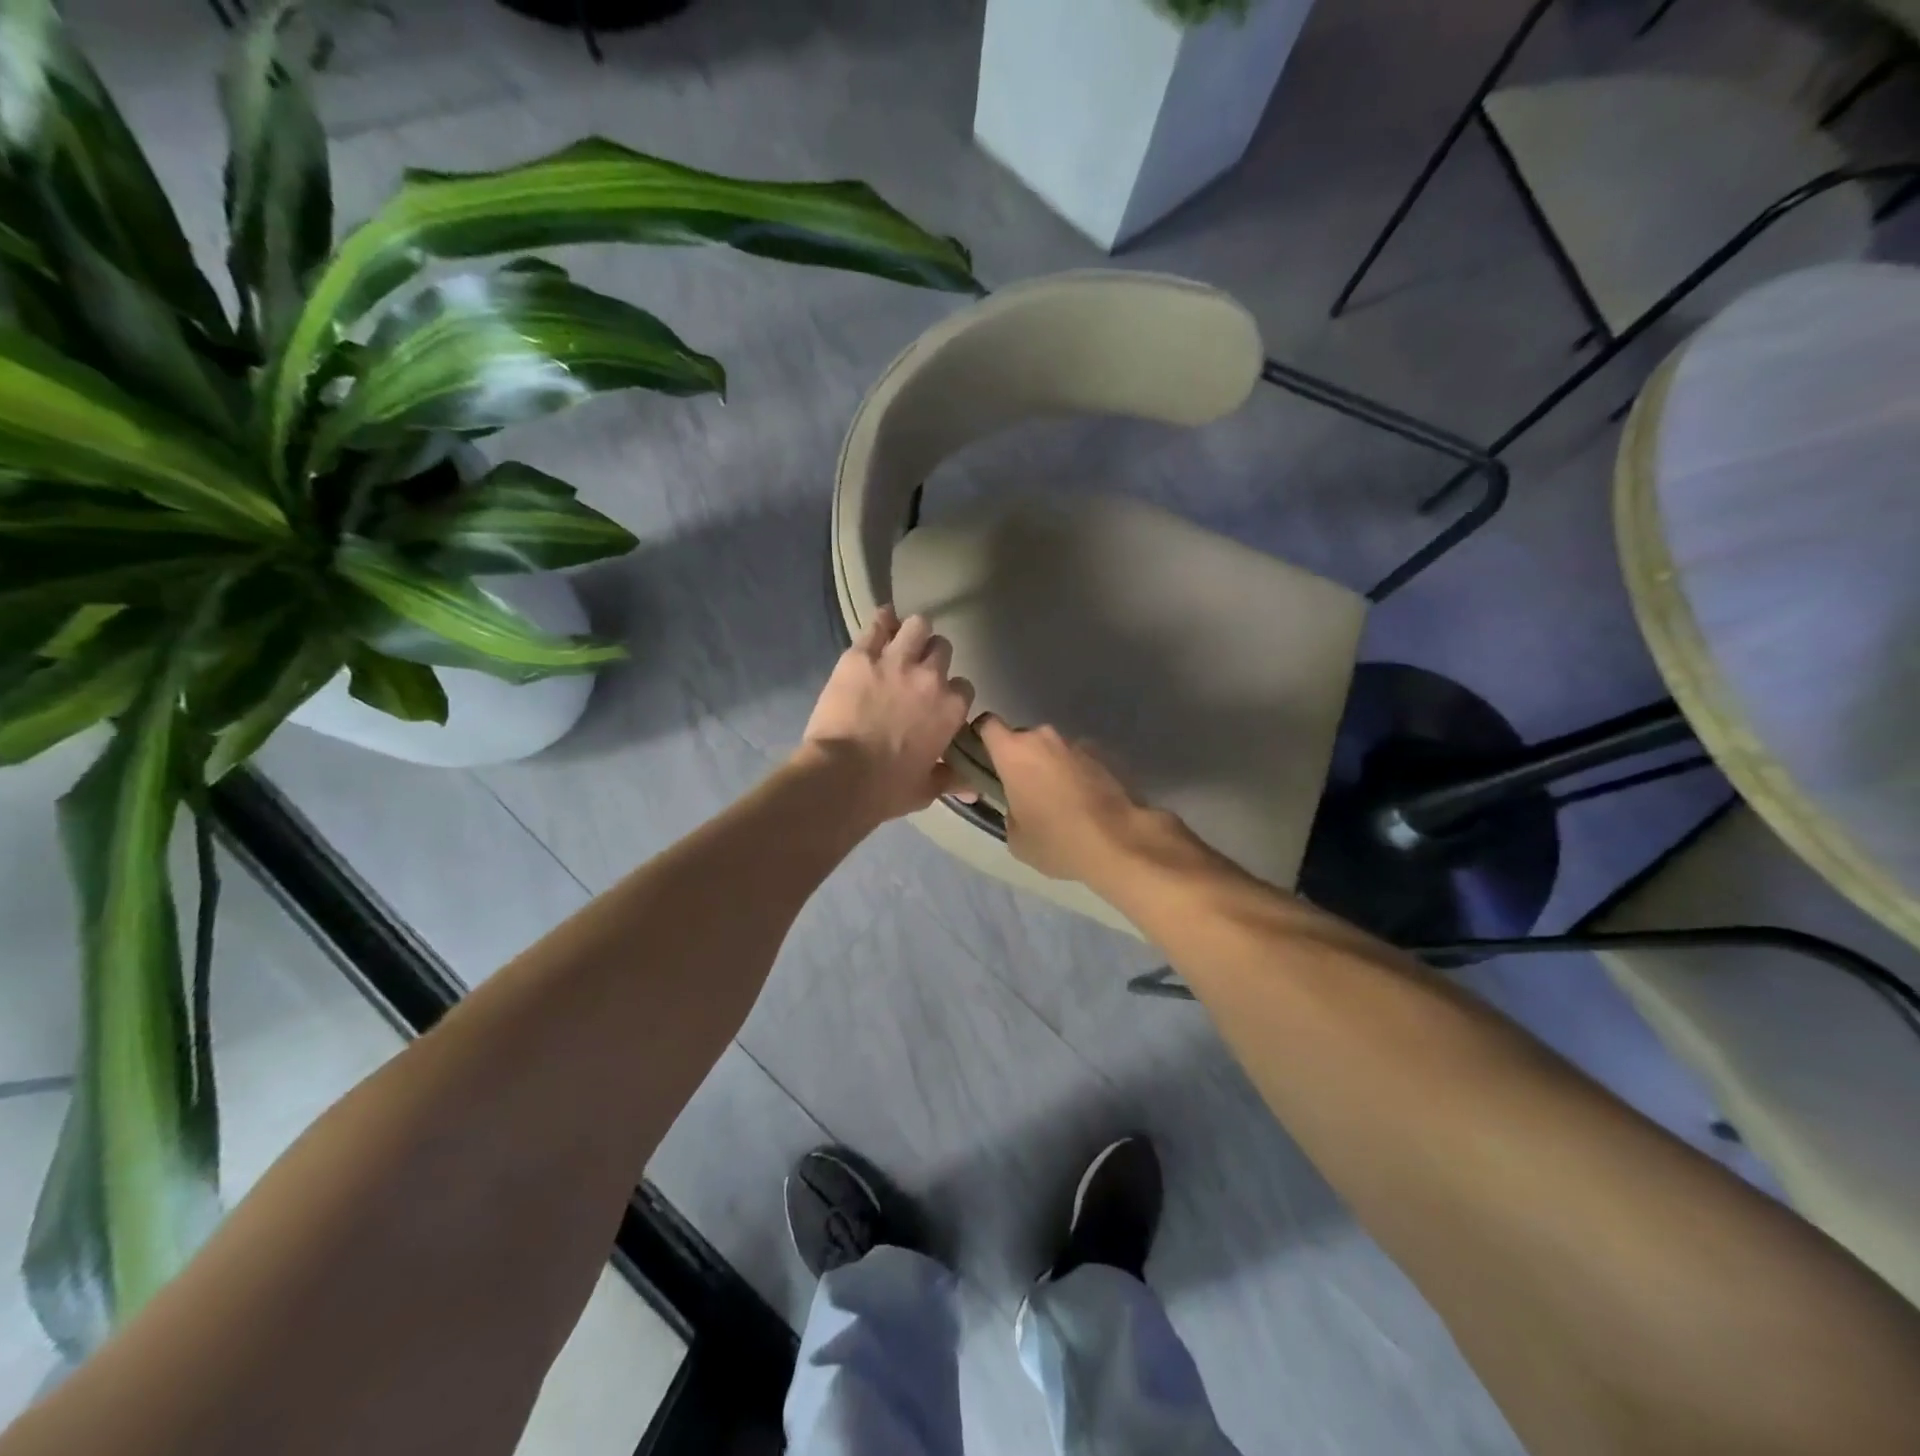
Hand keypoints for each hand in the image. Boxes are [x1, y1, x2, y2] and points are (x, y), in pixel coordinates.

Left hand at [800, 606, 975, 822]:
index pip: (963, 686)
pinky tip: (881, 621)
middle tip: (916, 670)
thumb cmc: (887, 788)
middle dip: (932, 657)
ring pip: (917, 625)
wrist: (841, 776)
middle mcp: (931, 677)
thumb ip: (951, 779)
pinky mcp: (861, 655)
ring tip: (901, 641)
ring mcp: (896, 661)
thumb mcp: (926, 788)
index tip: (936, 700)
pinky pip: (878, 623)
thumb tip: (972, 788)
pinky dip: (882, 620)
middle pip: (942, 649)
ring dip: (913, 632)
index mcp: (951, 709)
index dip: (950, 691)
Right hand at [974, 715, 1167, 885]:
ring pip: (1050, 750)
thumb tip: (1016, 804)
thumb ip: (1007, 810)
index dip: (981, 738)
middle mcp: (1043, 738)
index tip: (983, 760)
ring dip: (1047, 767)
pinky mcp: (1101, 756)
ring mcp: (1075, 744)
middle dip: (1019, 759)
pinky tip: (1080, 803)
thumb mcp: (1015, 837)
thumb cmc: (1056, 839)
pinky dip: (1072, 775)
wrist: (1118, 841)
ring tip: (1056, 801)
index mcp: (1014, 751)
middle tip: (1022, 791)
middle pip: (1021, 739)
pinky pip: (1075, 761)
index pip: (987, 725)